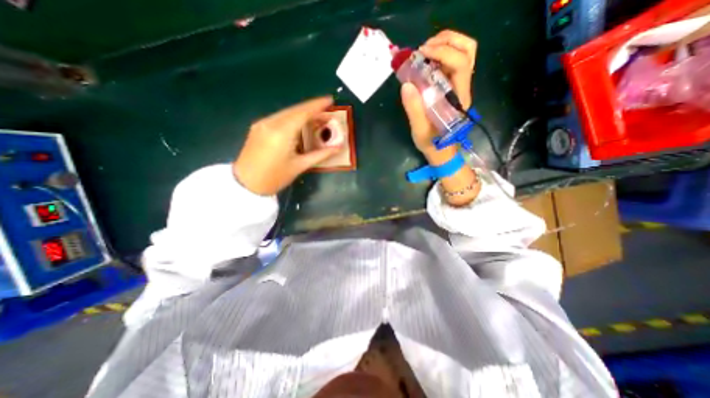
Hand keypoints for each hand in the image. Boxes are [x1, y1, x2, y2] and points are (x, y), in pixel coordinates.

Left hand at [233, 97, 340, 195]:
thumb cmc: (275, 178)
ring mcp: (262, 124)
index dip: (317, 105)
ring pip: (286, 112)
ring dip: (302, 112)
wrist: (245, 184)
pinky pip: (278, 117)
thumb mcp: (299, 166)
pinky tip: (299, 123)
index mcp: (282, 132)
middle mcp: (271, 123)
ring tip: (316, 116)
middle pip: (294, 109)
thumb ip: (320, 154)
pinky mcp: (258, 127)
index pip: (303, 113)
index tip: (330, 100)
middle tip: (326, 109)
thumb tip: (338, 147)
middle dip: (311, 107)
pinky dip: (292, 117)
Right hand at [399, 30, 476, 156]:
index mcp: (457, 97)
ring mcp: (458, 85)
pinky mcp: (452, 87)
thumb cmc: (432, 142)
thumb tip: (406, 84)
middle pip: (468, 50)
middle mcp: (462, 87)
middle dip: (447, 41)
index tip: (421, 54)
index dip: (443, 52)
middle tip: (423, 49)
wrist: (441, 150)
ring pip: (463, 52)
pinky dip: (440, 54)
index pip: (460, 64)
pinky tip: (426, 61)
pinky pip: (452, 61)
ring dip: (445, 44)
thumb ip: (414, 109)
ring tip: (424, 52)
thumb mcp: (420, 129)